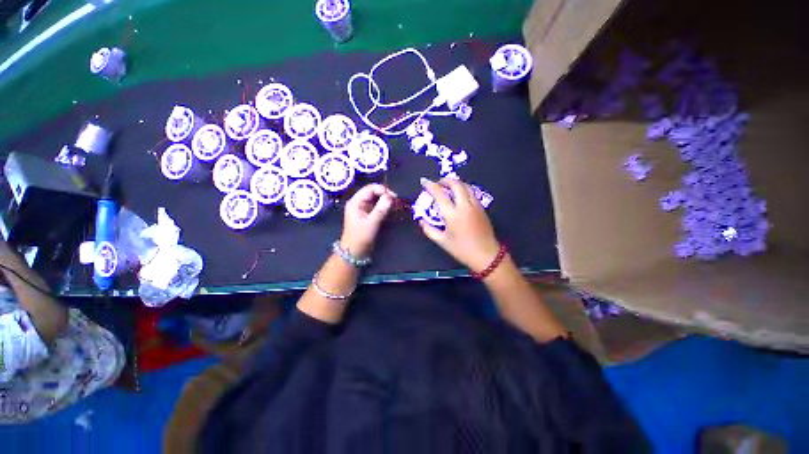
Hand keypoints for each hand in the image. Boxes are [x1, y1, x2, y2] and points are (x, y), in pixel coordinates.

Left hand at [340, 184, 395, 257]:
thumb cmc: (360, 238)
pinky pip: (378, 207)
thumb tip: (390, 197)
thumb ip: (381, 209)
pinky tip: (393, 211)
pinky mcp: (368, 215)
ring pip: (377, 200)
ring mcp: (363, 209)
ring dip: (387, 201)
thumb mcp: (371, 223)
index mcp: (356, 202)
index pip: (370, 188)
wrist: (354, 253)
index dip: (383, 190)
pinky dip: (385, 207)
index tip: (394, 197)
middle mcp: (359, 203)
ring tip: (397, 206)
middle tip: (397, 202)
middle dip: (386, 195)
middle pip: (374, 193)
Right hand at [418, 178, 499, 270]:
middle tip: (437, 183)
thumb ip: (429, 230)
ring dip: (455, 183)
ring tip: (447, 187)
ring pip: (466, 186)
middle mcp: (465, 206)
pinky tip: (459, 195)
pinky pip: (471, 192)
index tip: (424, 181)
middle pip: (455, 184)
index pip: (440, 194)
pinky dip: (463, 188)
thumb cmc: (462, 250)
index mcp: (453, 214)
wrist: (486, 255)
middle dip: (445, 180)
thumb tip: (421, 221)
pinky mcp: (482, 208)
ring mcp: (475, 205)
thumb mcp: (442, 241)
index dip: (430, 185)